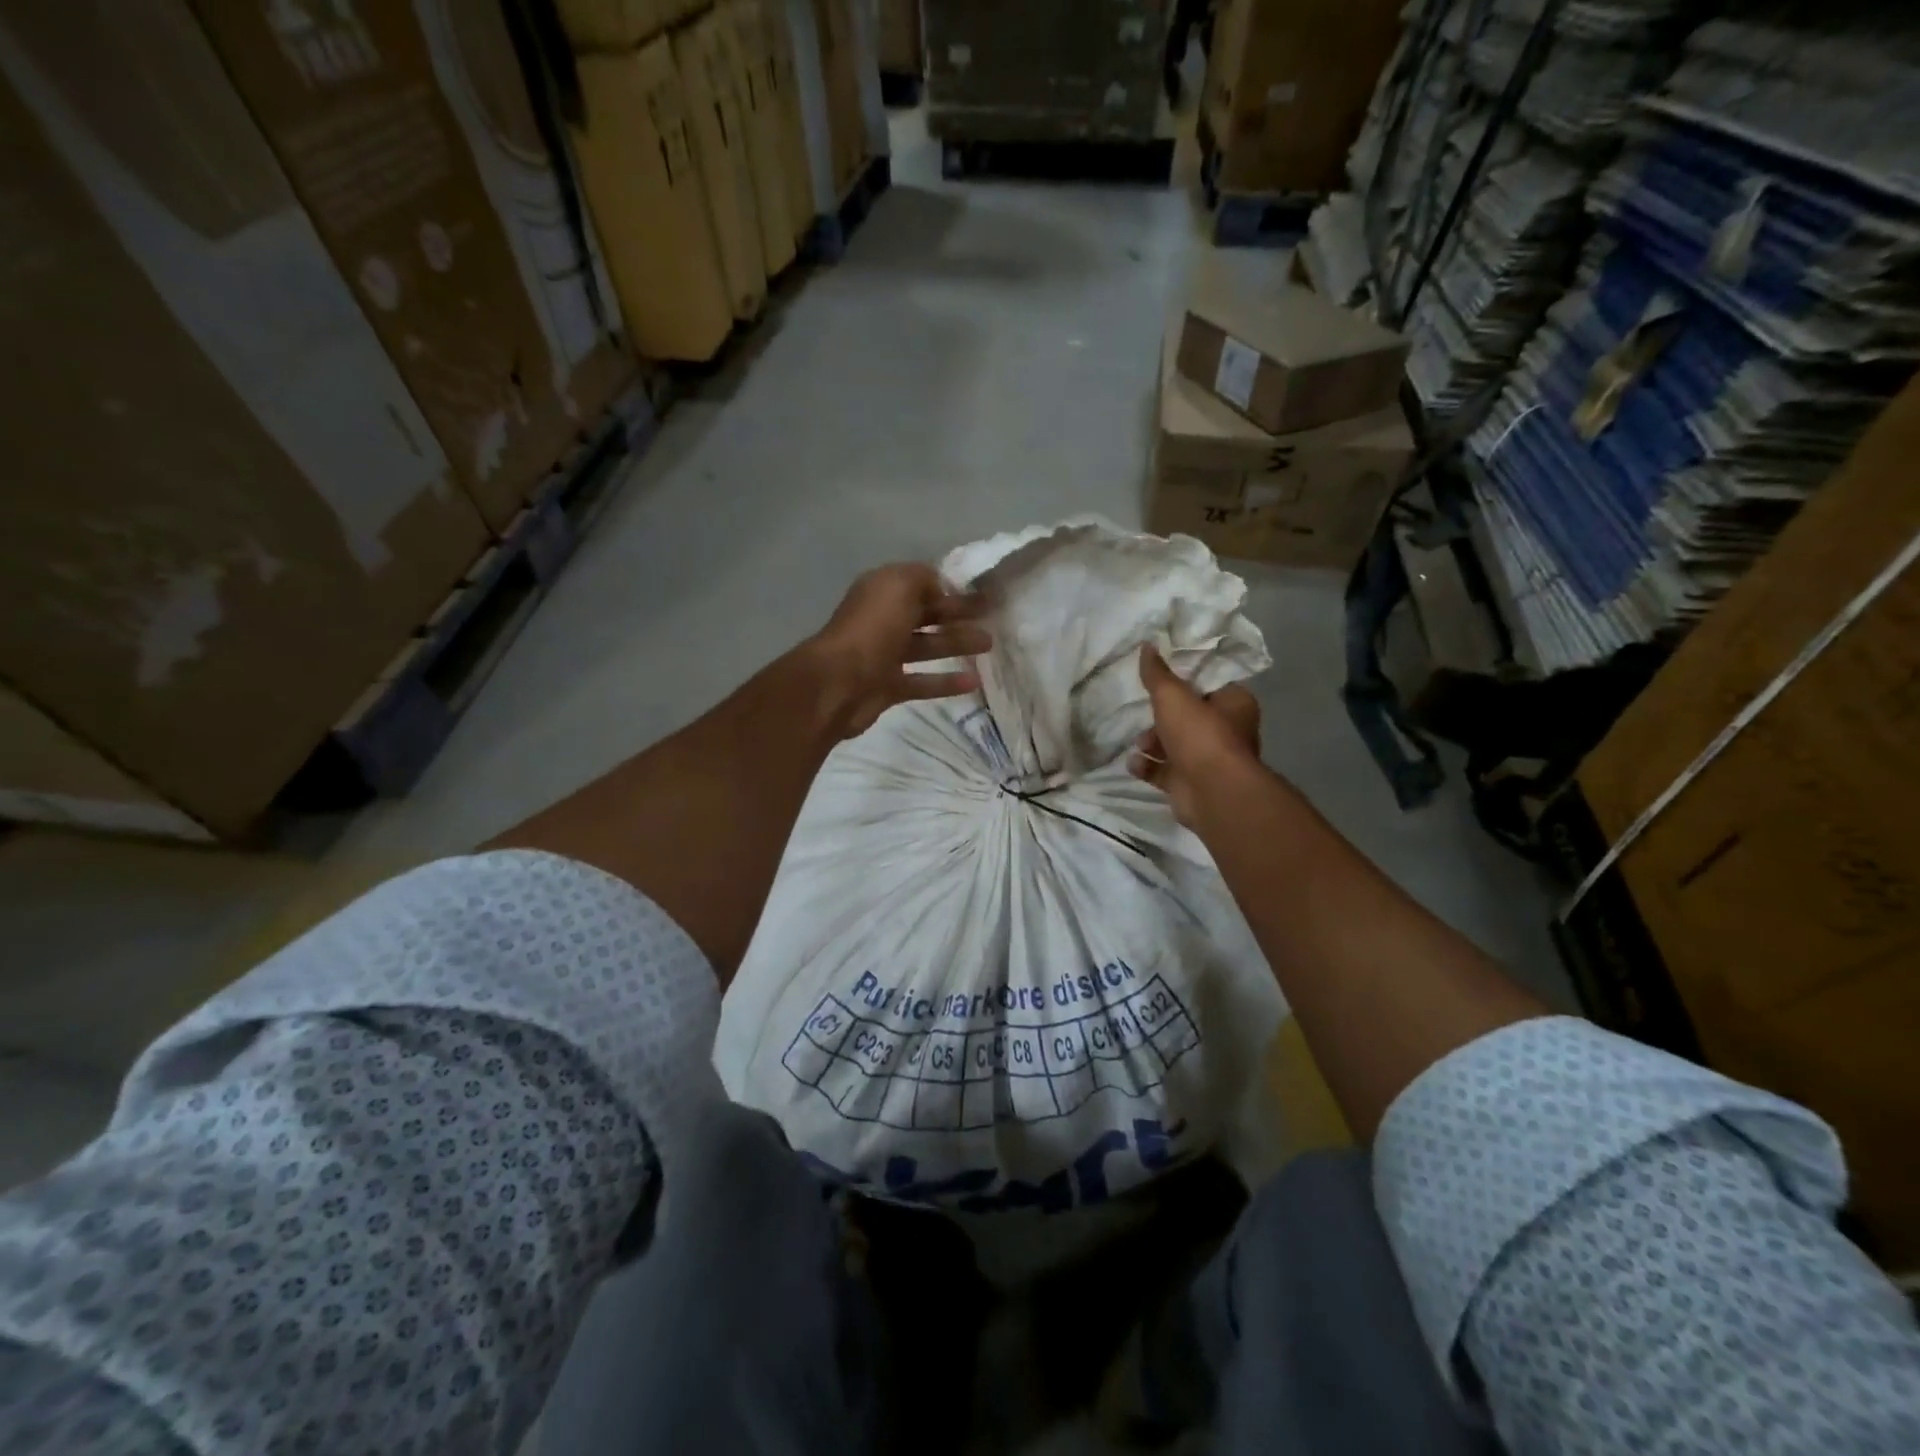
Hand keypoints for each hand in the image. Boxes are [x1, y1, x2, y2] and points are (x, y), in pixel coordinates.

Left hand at [808, 564, 990, 736]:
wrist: (840, 683)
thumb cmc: (872, 628)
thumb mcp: (900, 586)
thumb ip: (924, 578)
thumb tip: (942, 587)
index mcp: (882, 592)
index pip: (921, 584)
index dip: (951, 587)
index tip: (982, 591)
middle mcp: (882, 620)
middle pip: (926, 614)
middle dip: (958, 613)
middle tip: (992, 616)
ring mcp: (884, 656)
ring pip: (927, 646)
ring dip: (957, 643)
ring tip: (988, 645)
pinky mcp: (888, 687)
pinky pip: (922, 682)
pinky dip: (946, 682)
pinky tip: (973, 682)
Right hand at [1129, 643, 1261, 825]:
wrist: (1212, 793)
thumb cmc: (1200, 736)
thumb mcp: (1173, 696)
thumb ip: (1157, 673)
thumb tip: (1147, 645)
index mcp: (1233, 704)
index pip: (1207, 685)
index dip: (1182, 681)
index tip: (1157, 679)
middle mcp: (1225, 731)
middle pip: (1186, 716)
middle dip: (1160, 718)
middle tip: (1146, 717)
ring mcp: (1208, 761)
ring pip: (1173, 744)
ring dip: (1151, 743)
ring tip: (1140, 745)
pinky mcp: (1190, 784)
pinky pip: (1163, 770)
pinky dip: (1147, 766)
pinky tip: (1135, 764)